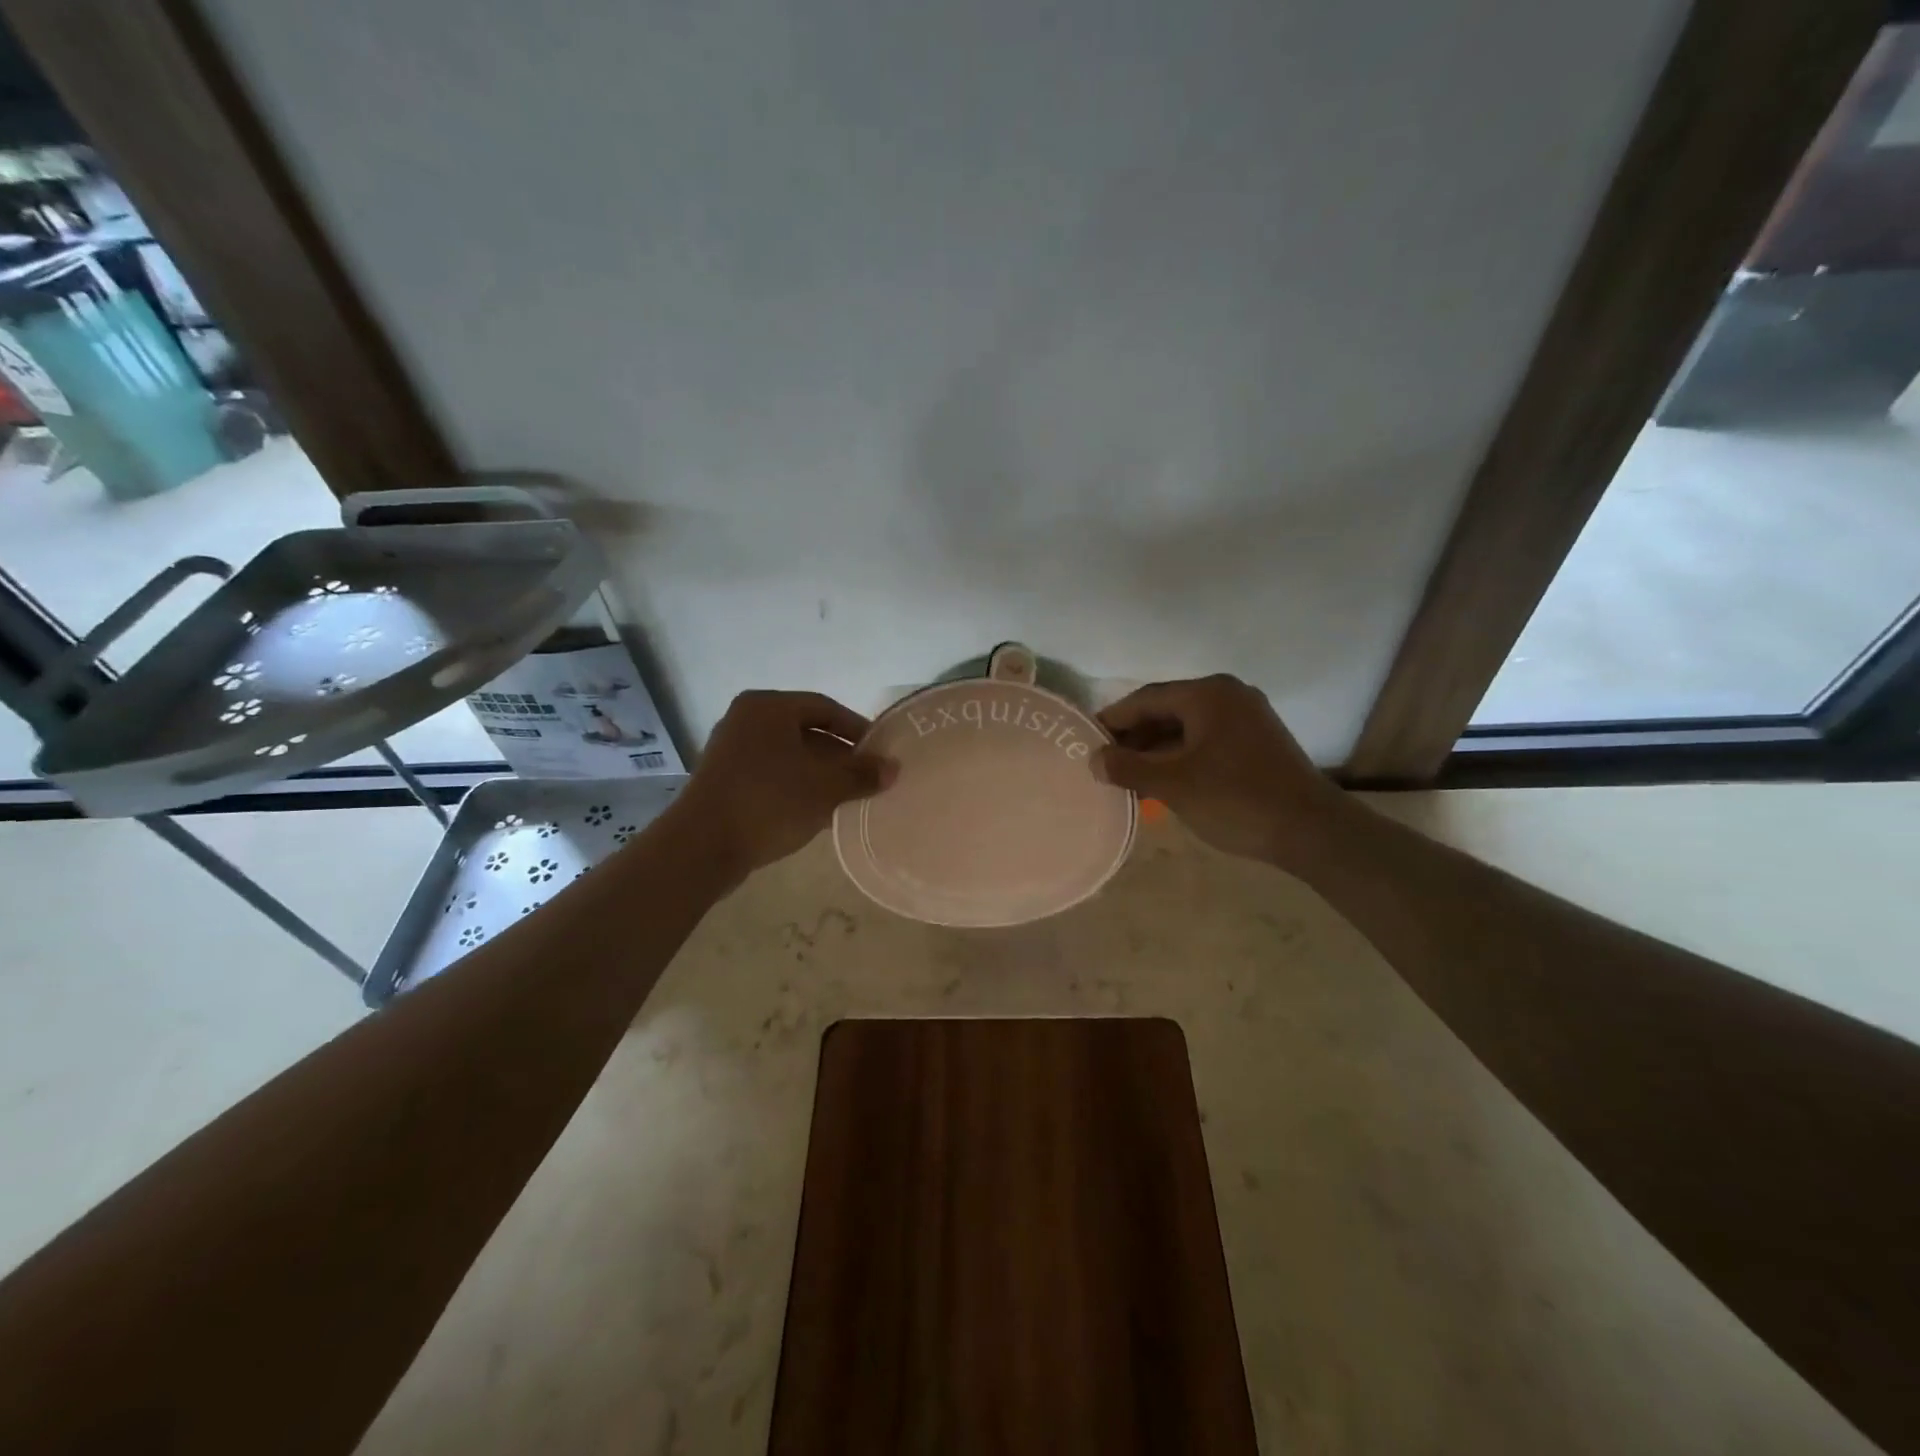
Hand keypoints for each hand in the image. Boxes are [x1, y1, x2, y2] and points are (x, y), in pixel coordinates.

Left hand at [666, 690, 892, 881]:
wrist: (701, 846)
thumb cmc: (768, 802)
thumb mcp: (824, 788)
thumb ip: (861, 775)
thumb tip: (894, 768)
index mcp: (768, 707)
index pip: (825, 708)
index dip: (857, 729)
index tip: (880, 752)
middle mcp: (746, 720)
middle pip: (806, 731)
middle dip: (839, 755)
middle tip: (866, 777)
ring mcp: (731, 750)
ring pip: (789, 755)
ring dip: (819, 774)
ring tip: (847, 797)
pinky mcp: (724, 780)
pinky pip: (772, 774)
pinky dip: (796, 787)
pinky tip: (816, 811)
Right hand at [1096, 675, 1348, 866]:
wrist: (1311, 830)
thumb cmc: (1235, 799)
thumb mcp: (1172, 784)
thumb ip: (1127, 767)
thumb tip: (1093, 759)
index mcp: (1207, 694)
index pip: (1145, 699)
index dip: (1112, 720)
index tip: (1086, 741)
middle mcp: (1228, 695)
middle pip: (1166, 710)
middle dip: (1134, 738)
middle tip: (1105, 764)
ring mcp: (1247, 717)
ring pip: (1187, 727)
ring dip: (1156, 750)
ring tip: (1129, 777)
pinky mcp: (1258, 741)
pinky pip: (1206, 740)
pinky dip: (1181, 756)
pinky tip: (1165, 781)